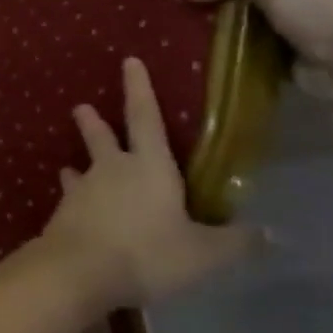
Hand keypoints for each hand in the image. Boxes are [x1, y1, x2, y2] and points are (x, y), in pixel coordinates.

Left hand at [37, 57, 258, 309]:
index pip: (145, 117)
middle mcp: (111, 170)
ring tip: (70, 165)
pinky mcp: (62, 214)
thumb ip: (234, 242)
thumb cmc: (147, 254)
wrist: (78, 271)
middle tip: (81, 107)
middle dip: (93, 121)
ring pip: (80, 169)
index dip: (140, 88)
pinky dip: (72, 199)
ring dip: (77, 164)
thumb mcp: (203, 254)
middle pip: (102, 137)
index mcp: (149, 166)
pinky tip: (69, 206)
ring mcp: (82, 191)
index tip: (129, 61)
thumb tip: (270, 233)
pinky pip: (69, 200)